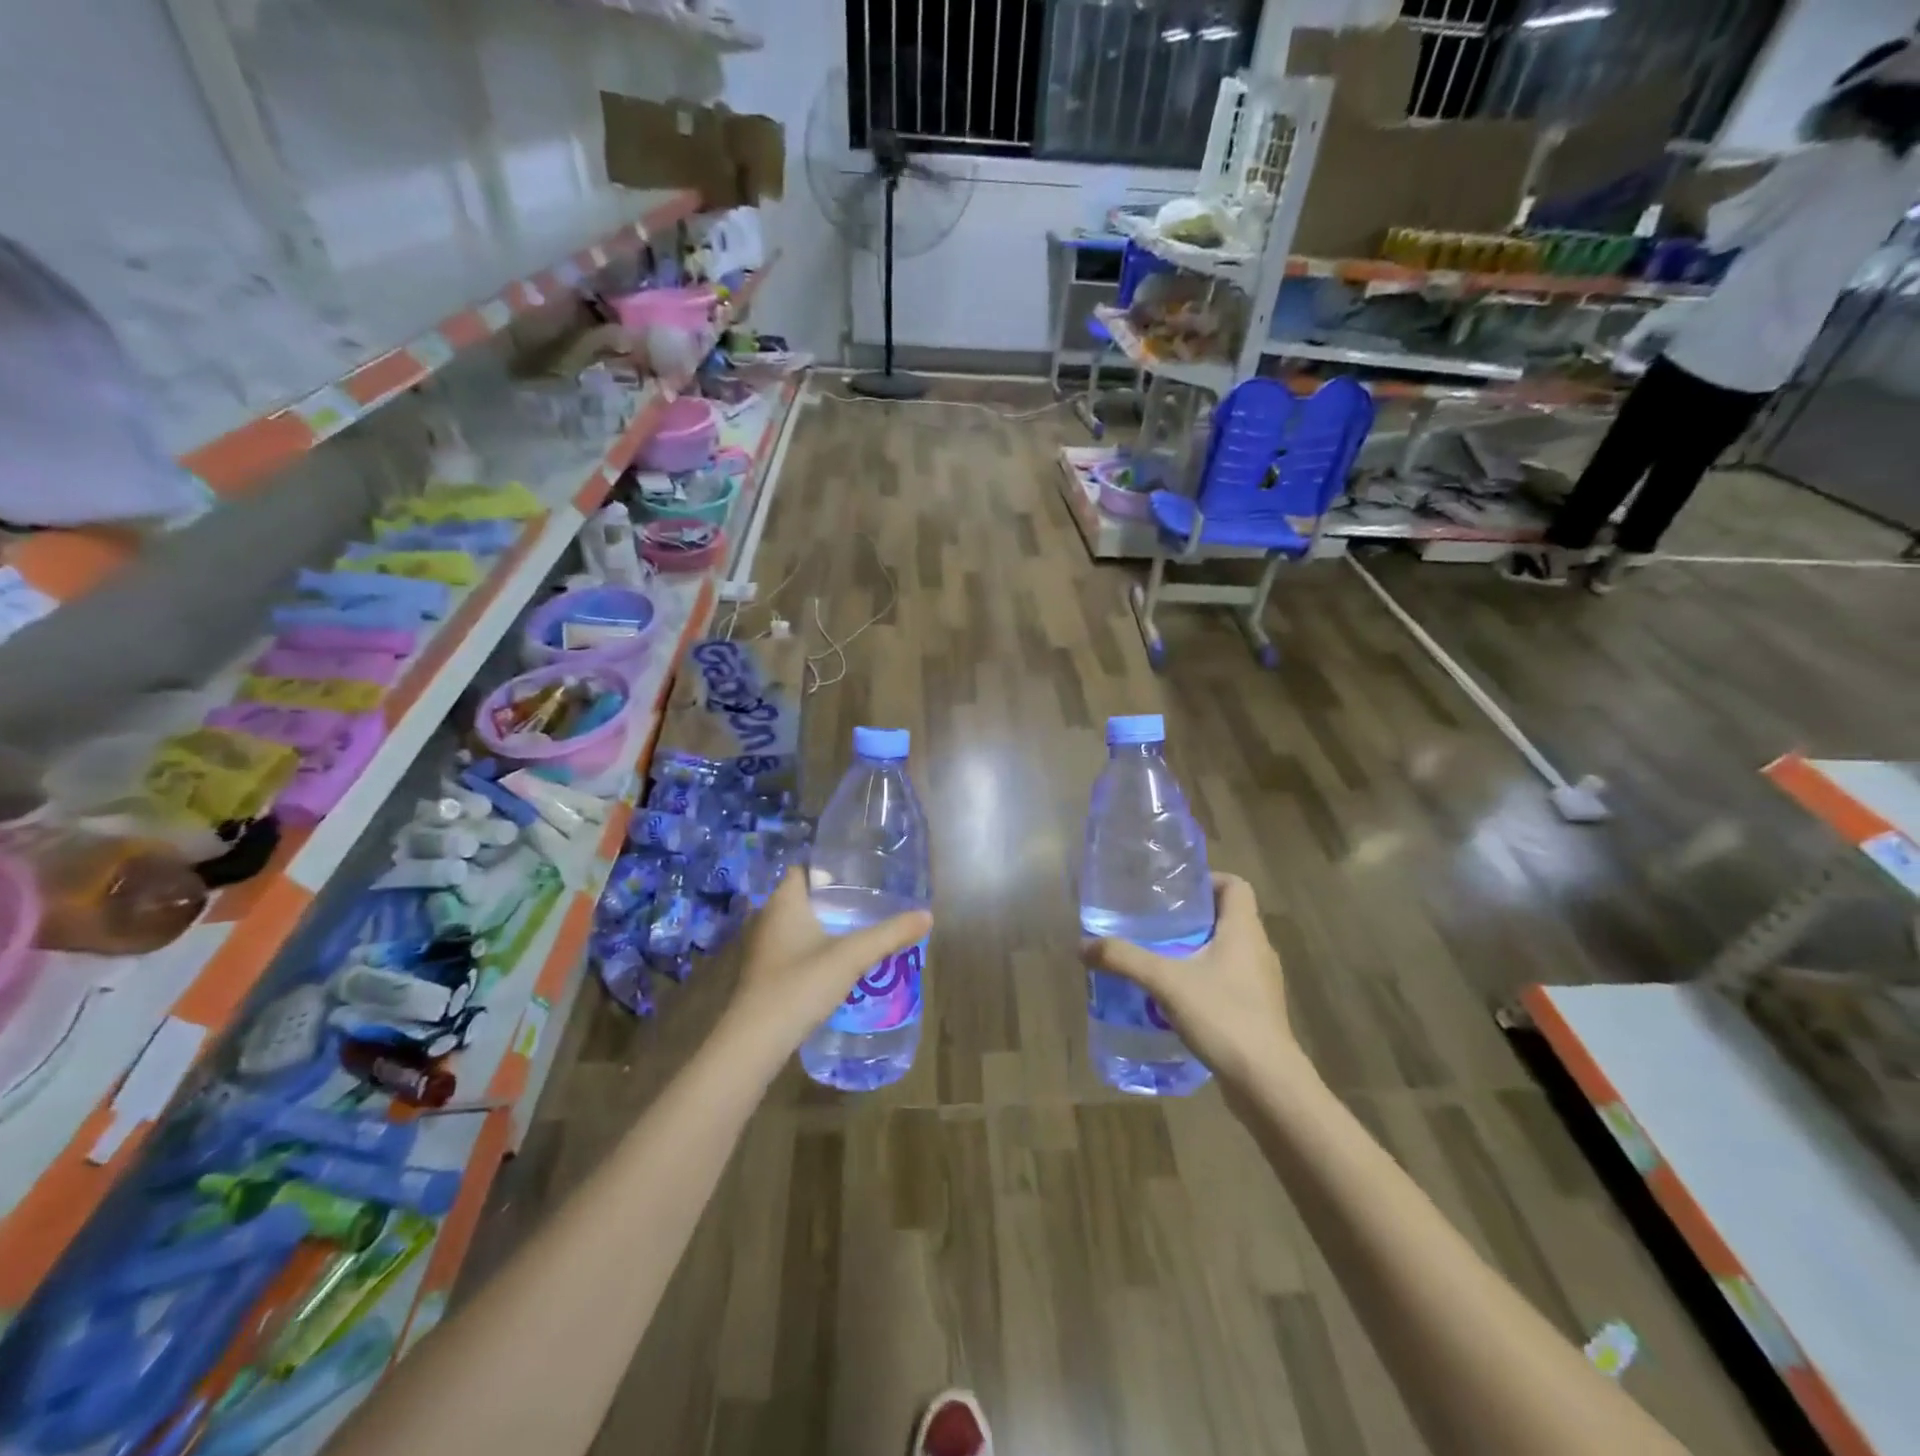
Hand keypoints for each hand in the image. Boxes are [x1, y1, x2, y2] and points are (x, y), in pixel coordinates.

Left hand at [726, 868, 931, 1051]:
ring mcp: (761, 947)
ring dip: (822, 925)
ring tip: (858, 928)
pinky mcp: (763, 973)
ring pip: (796, 925)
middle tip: (868, 900)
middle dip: (832, 898)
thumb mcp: (851, 956)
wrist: (756, 1040)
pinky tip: (835, 960)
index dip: (829, 868)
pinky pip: (791, 948)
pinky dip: (812, 948)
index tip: (860, 874)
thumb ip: (890, 934)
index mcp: (783, 902)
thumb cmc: (800, 984)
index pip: (804, 869)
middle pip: (803, 897)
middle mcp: (767, 917)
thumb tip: (928, 915)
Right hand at [1080, 873, 1301, 1091]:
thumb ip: (1125, 959)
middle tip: (1156, 922)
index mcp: (1244, 930)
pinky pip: (1229, 980)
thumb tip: (1084, 945)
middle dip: (1193, 917)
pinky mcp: (1258, 1011)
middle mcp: (1259, 950)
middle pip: (1228, 917)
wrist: (1266, 1082)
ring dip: (1198, 950)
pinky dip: (1205, 979)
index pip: (1235, 885)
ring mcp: (1261, 983)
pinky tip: (1177, 997)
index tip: (1175, 890)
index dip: (1208, 880)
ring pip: (1228, 951)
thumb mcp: (1165, 982)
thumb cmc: (1223, 1016)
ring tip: (1161, 958)